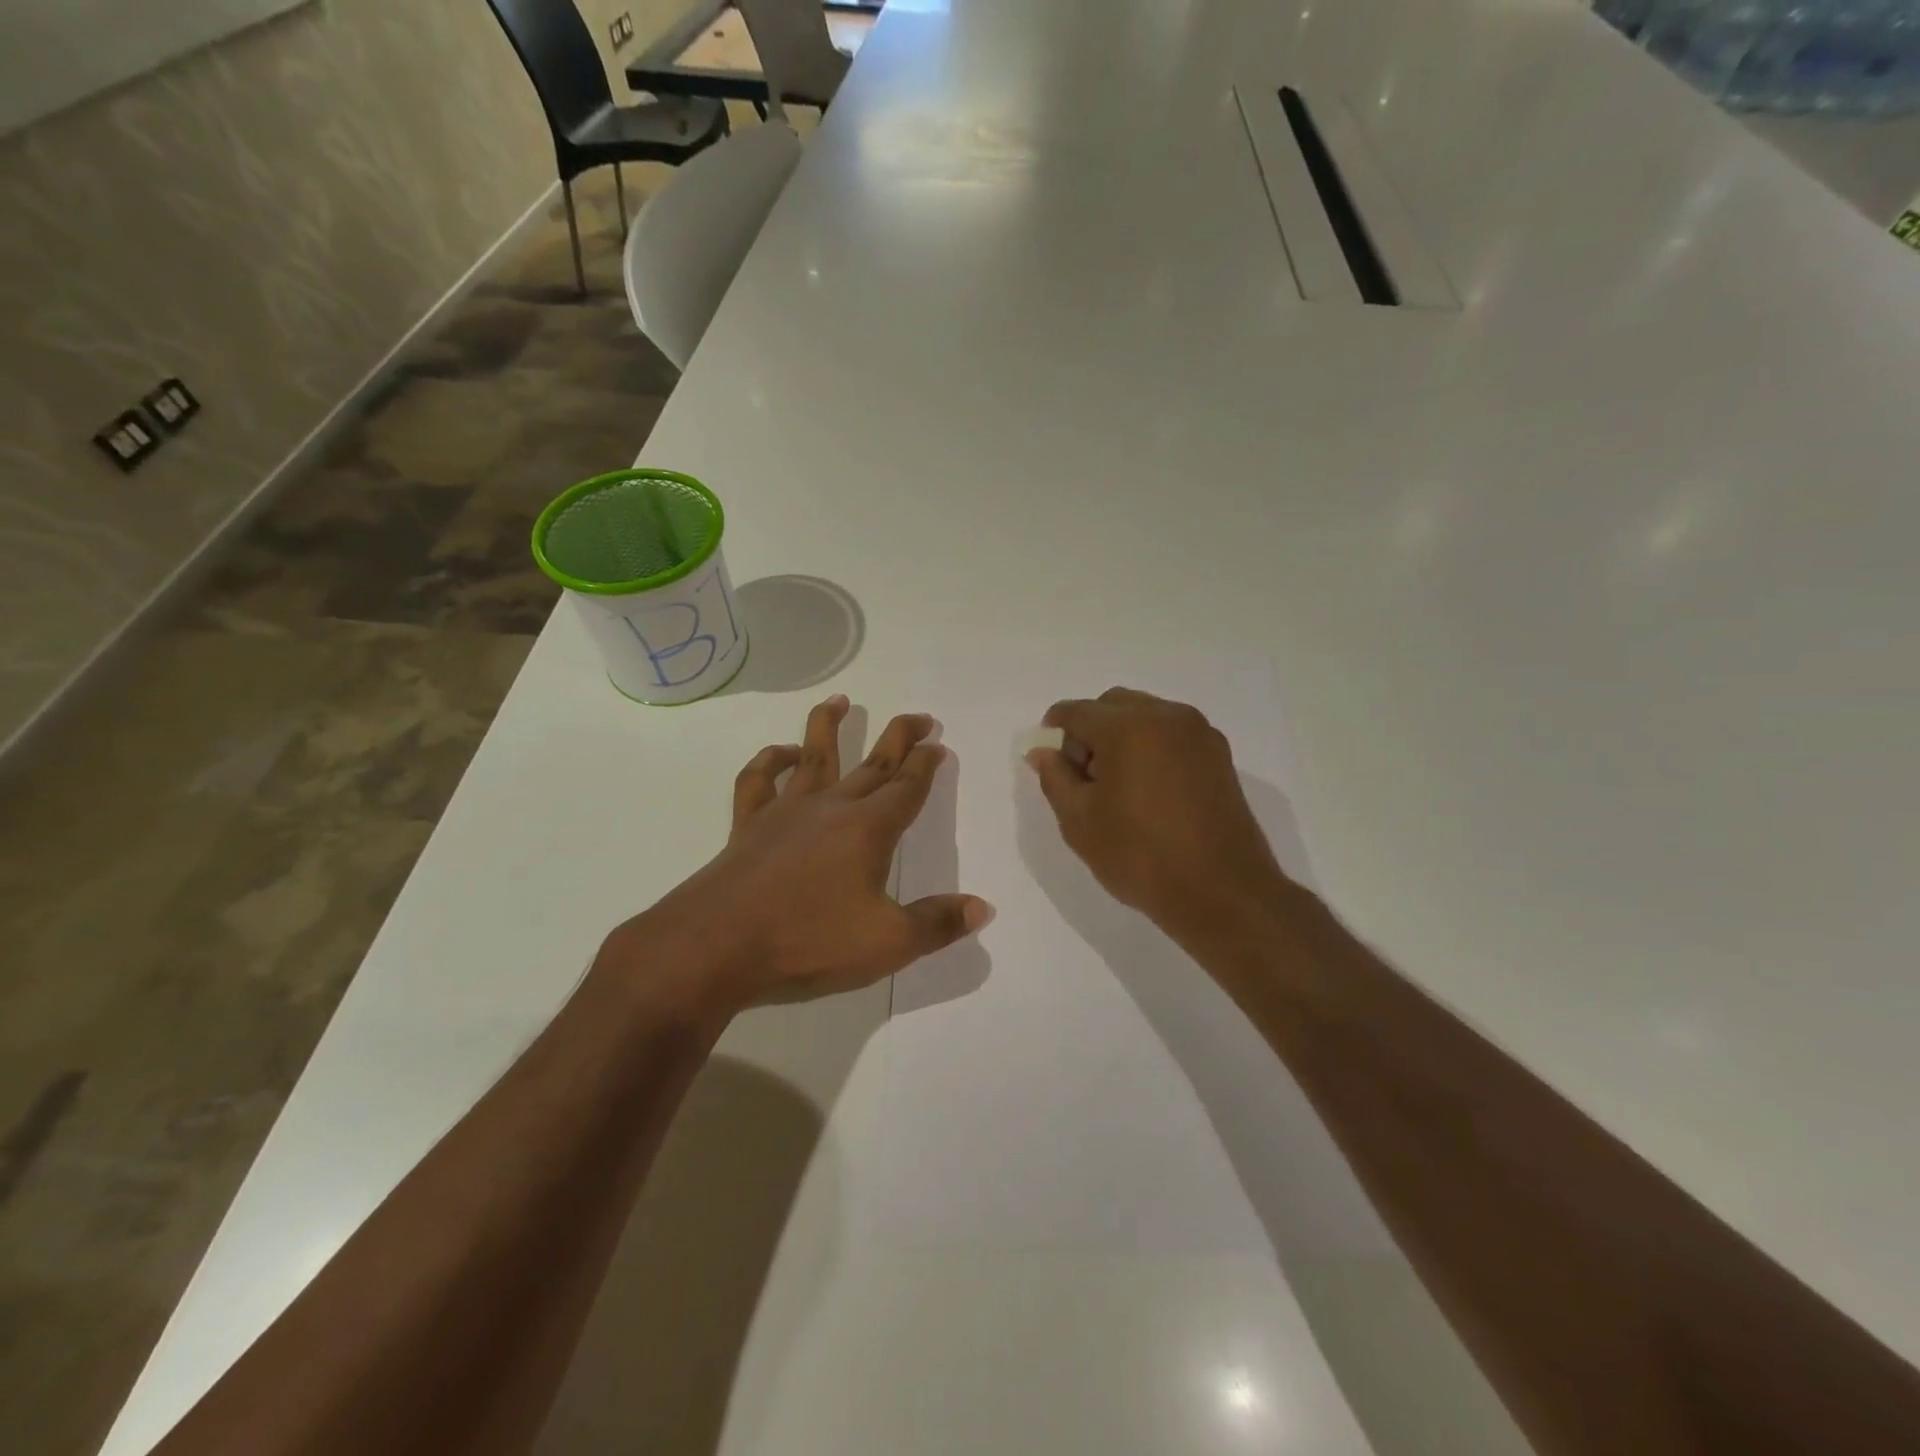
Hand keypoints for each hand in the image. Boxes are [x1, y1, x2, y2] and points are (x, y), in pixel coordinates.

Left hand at [603, 695, 991, 1021]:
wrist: (717, 945)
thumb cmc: (809, 941)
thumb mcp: (887, 943)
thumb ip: (937, 924)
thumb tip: (983, 908)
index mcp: (869, 829)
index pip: (908, 787)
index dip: (927, 764)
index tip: (938, 744)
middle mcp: (831, 807)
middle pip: (872, 763)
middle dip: (899, 737)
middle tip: (920, 718)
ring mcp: (786, 811)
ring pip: (814, 756)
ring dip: (829, 726)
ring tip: (840, 700)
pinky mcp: (749, 824)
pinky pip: (758, 780)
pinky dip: (769, 761)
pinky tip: (780, 753)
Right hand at [1026, 688, 1289, 942]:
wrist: (1222, 893)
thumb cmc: (1141, 856)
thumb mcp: (1080, 821)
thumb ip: (1055, 778)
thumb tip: (1044, 752)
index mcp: (1128, 727)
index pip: (1076, 712)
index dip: (1054, 731)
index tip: (1048, 761)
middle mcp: (1167, 716)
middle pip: (1113, 705)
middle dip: (1090, 732)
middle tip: (1083, 779)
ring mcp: (1199, 734)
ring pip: (1145, 717)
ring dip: (1122, 738)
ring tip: (1117, 788)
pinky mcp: (1219, 755)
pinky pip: (1172, 735)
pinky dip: (1151, 748)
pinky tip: (1148, 792)